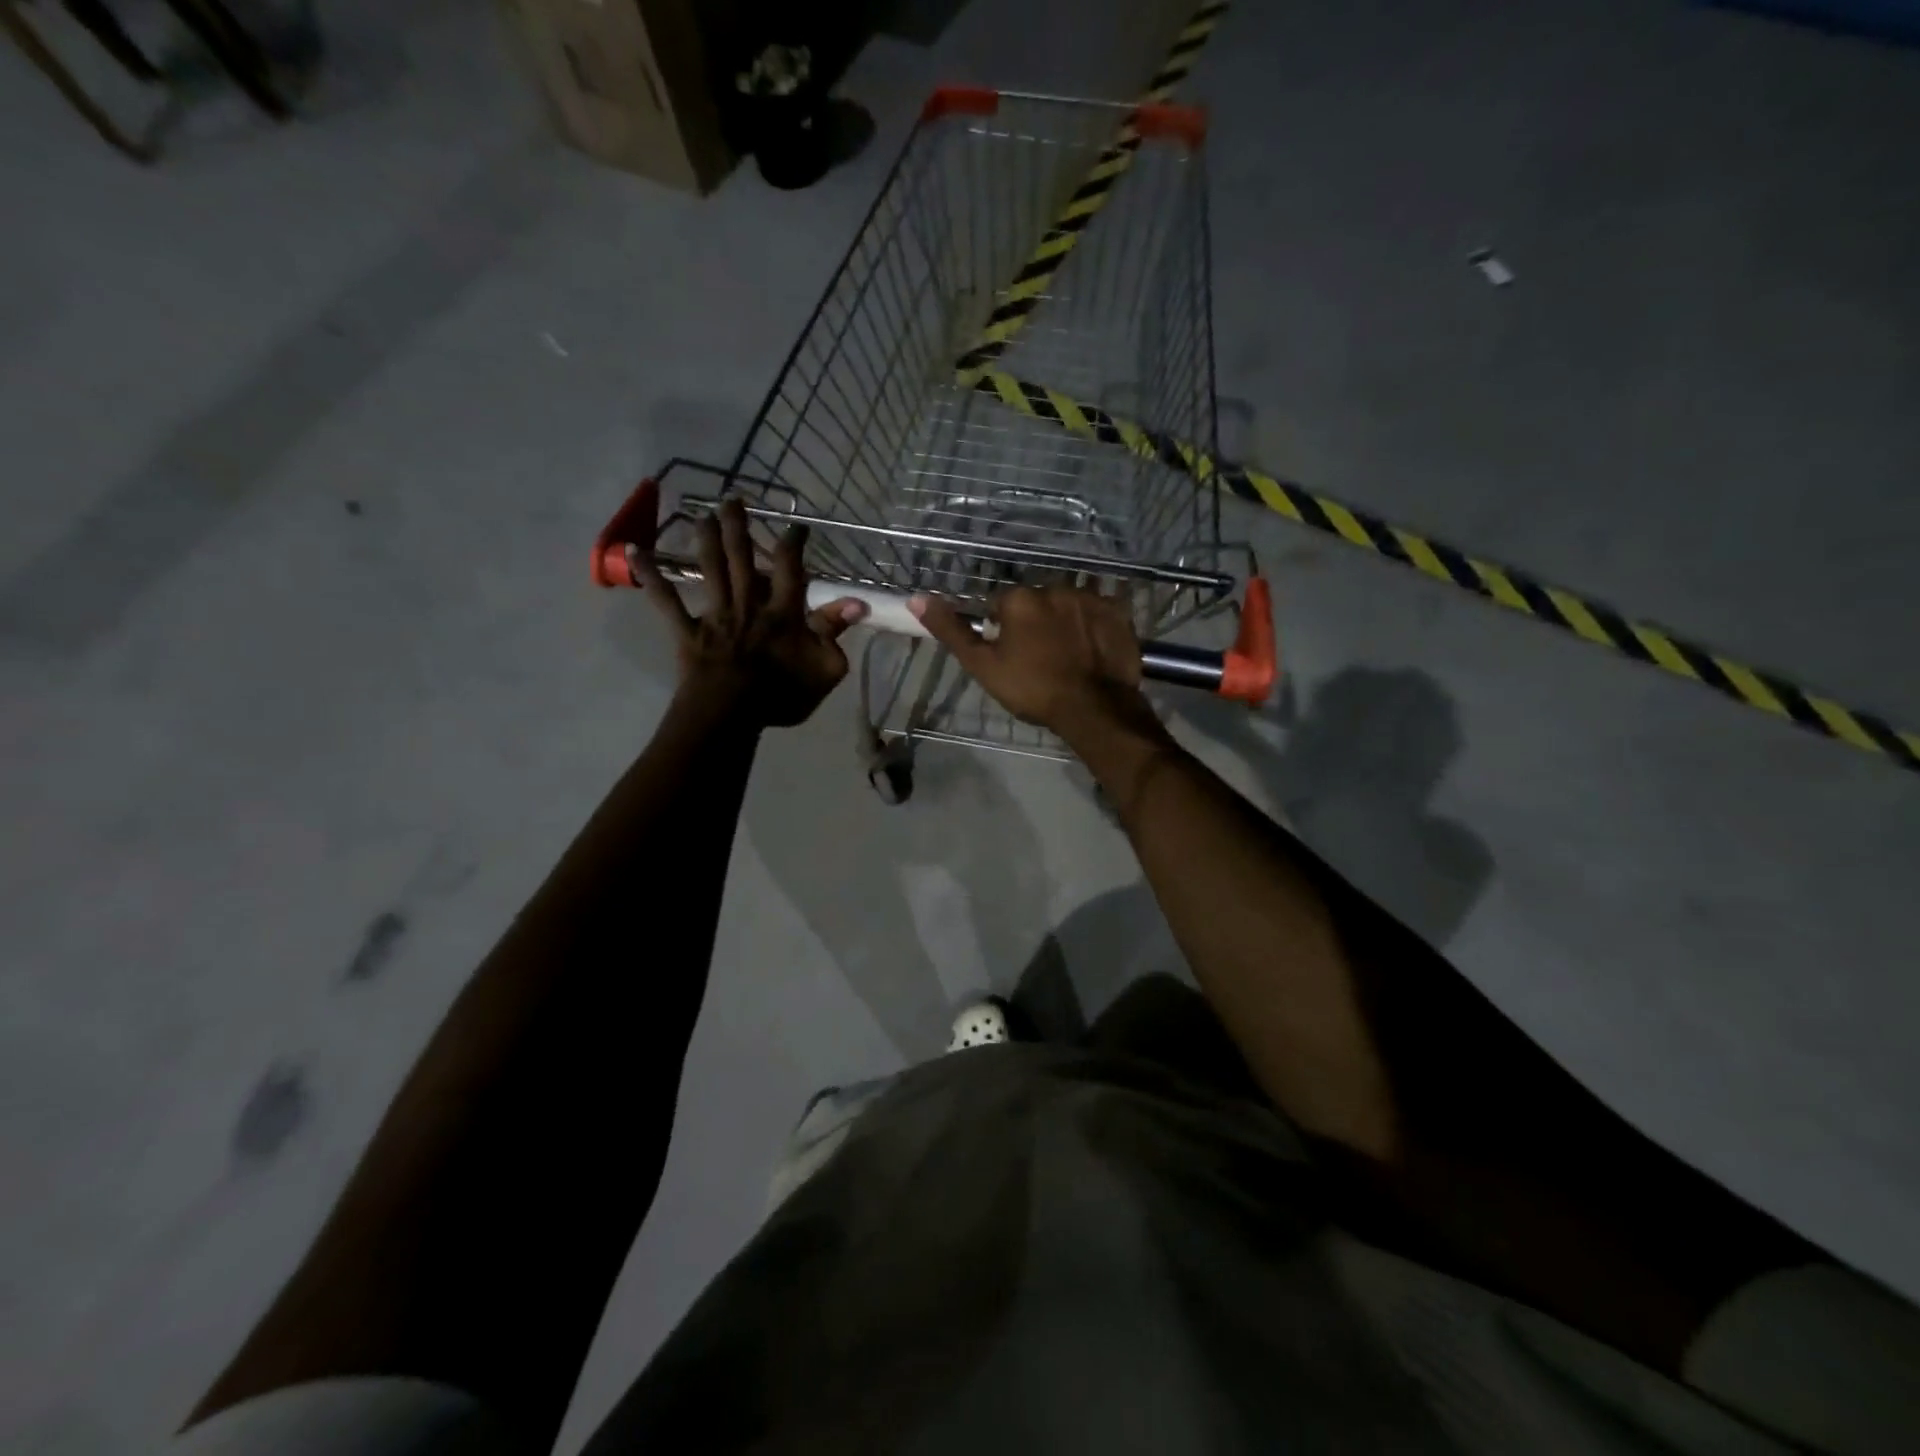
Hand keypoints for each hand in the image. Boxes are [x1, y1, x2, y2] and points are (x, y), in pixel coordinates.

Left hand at [628, 500, 866, 728]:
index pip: (789, 568)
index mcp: (782, 611)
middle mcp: (747, 603)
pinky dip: (650, 576)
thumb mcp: (824, 668)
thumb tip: (857, 602)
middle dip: (739, 526)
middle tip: (733, 499)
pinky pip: (665, 600)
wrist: (732, 713)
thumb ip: (835, 632)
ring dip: (706, 539)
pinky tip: (634, 552)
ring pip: (710, 568)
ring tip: (703, 515)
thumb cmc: (782, 694)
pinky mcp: (688, 630)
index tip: (796, 526)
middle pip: (742, 557)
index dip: (793, 543)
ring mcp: (715, 614)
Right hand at [910, 586, 1163, 744]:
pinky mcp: (1118, 612)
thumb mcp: (983, 666)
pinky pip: (1098, 613)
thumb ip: (951, 631)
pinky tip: (1091, 652)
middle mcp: (1054, 587)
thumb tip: (916, 599)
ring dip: (1064, 623)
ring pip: (1067, 606)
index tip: (1012, 657)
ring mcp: (1090, 598)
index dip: (1003, 632)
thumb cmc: (1033, 689)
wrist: (1094, 708)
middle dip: (1035, 623)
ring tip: (1068, 658)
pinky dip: (1093, 627)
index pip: (1001, 606)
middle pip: (1036, 603)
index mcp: (1019, 598)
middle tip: (1040, 659)